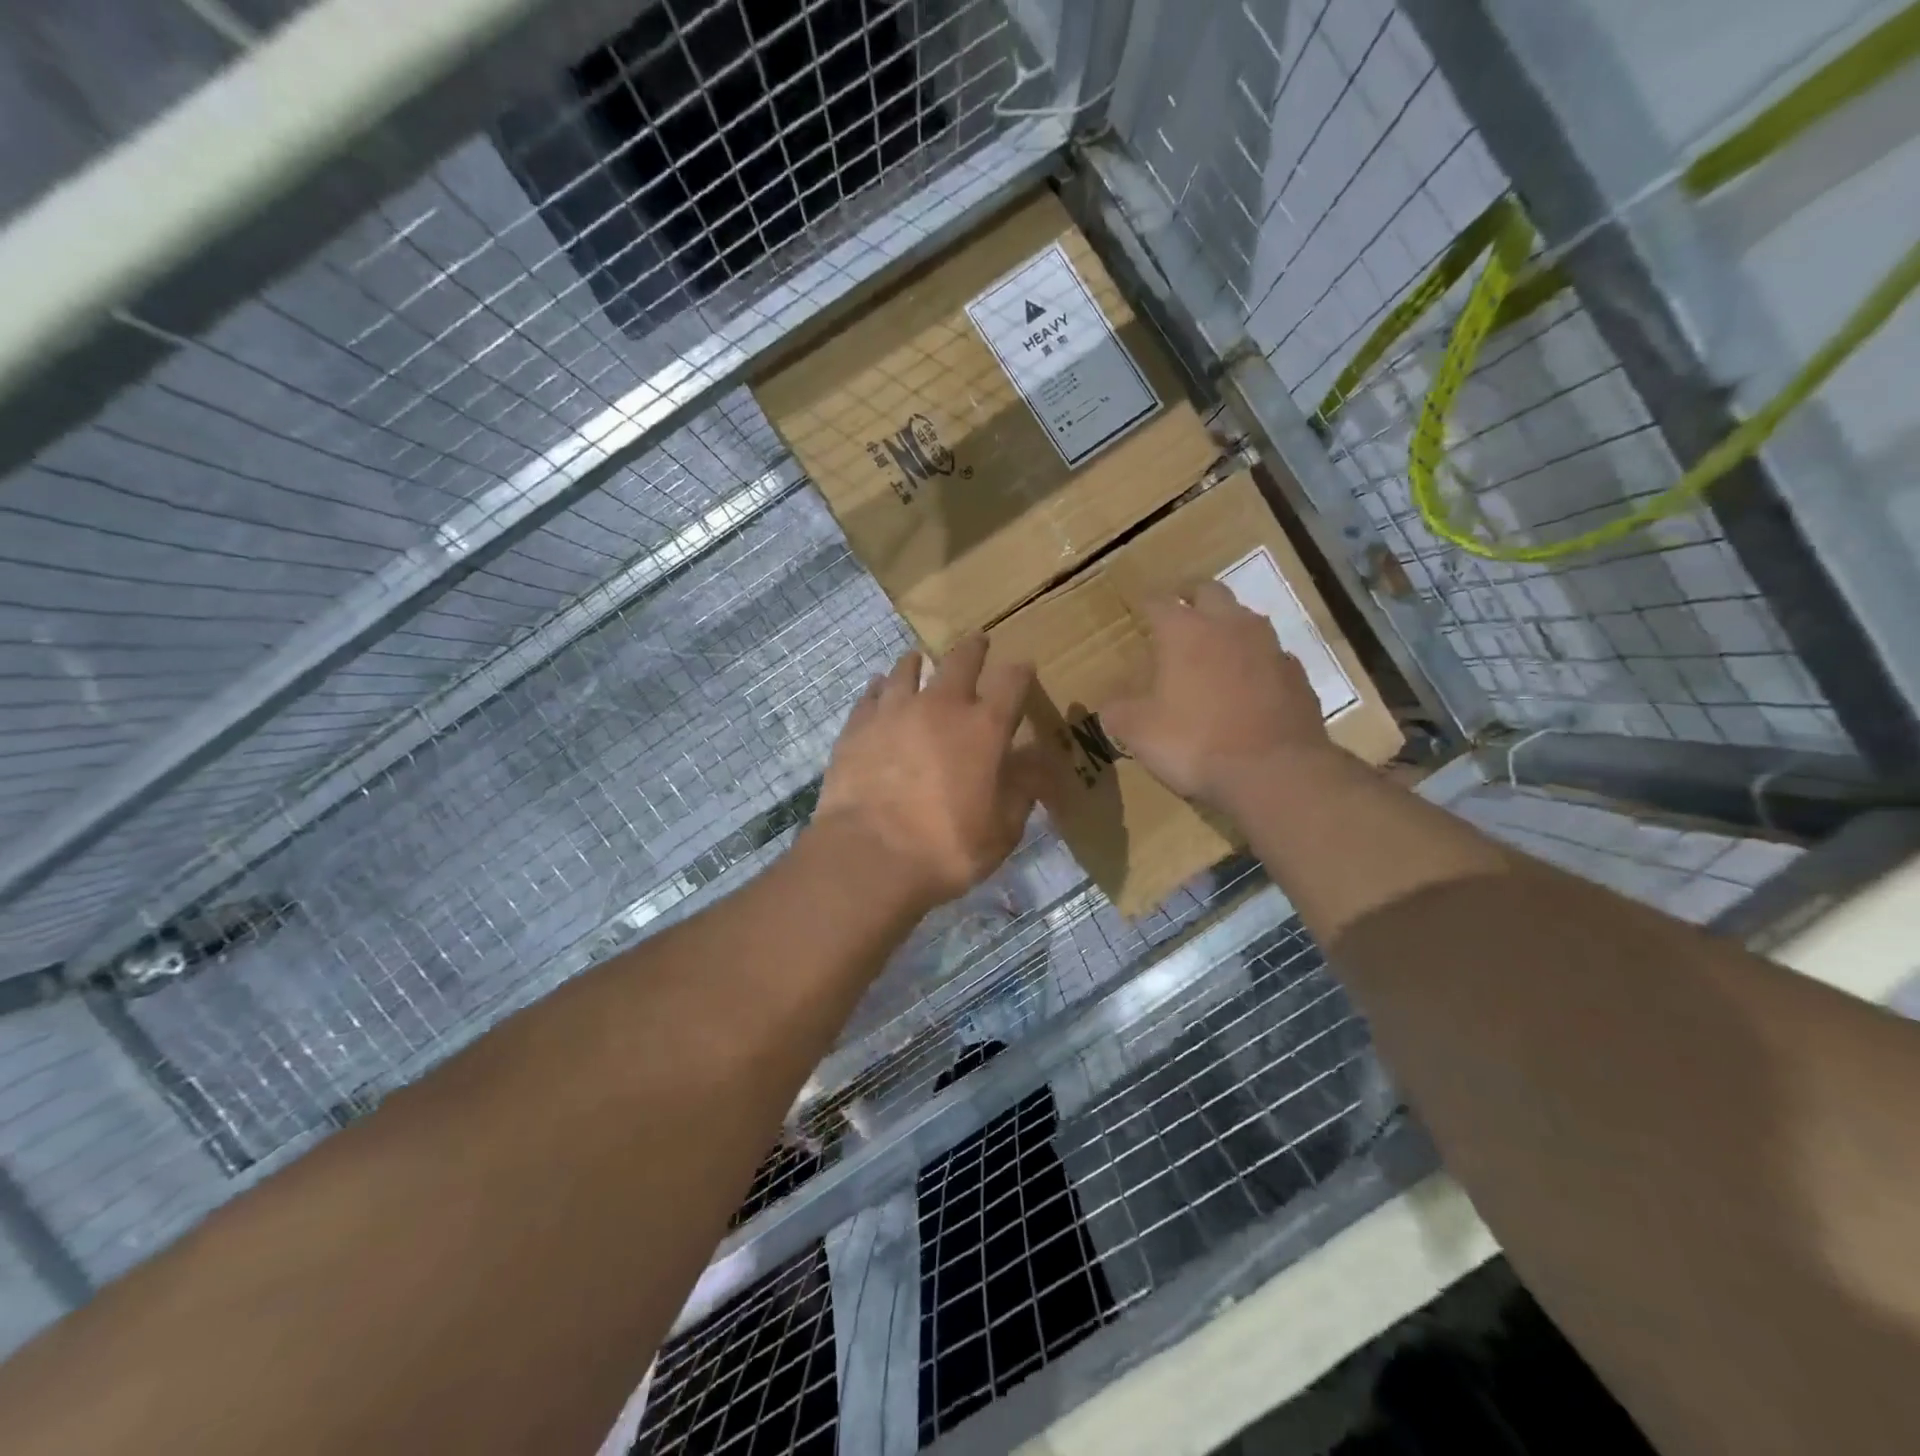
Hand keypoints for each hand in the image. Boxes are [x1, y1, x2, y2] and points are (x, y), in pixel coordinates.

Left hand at [812, 636, 1037, 914]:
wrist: (868, 855)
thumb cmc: (946, 847)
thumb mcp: (1002, 829)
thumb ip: (1022, 789)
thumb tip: (1038, 760)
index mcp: (983, 727)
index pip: (1012, 683)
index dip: (1021, 672)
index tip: (1025, 667)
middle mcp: (940, 706)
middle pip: (960, 661)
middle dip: (974, 649)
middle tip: (978, 641)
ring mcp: (894, 711)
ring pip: (907, 669)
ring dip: (918, 662)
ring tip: (917, 659)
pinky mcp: (857, 726)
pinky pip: (871, 694)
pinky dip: (880, 687)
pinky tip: (879, 687)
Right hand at [1099, 581, 1331, 807]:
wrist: (1273, 772)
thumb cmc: (1194, 743)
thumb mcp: (1139, 732)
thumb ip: (1119, 712)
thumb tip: (1110, 706)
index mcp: (1184, 632)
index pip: (1158, 601)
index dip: (1146, 604)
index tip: (1139, 609)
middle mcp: (1229, 626)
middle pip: (1209, 591)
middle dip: (1190, 596)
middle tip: (1178, 610)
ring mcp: (1269, 647)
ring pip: (1246, 619)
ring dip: (1228, 625)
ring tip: (1215, 645)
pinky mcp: (1296, 675)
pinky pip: (1272, 656)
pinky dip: (1256, 661)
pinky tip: (1250, 683)